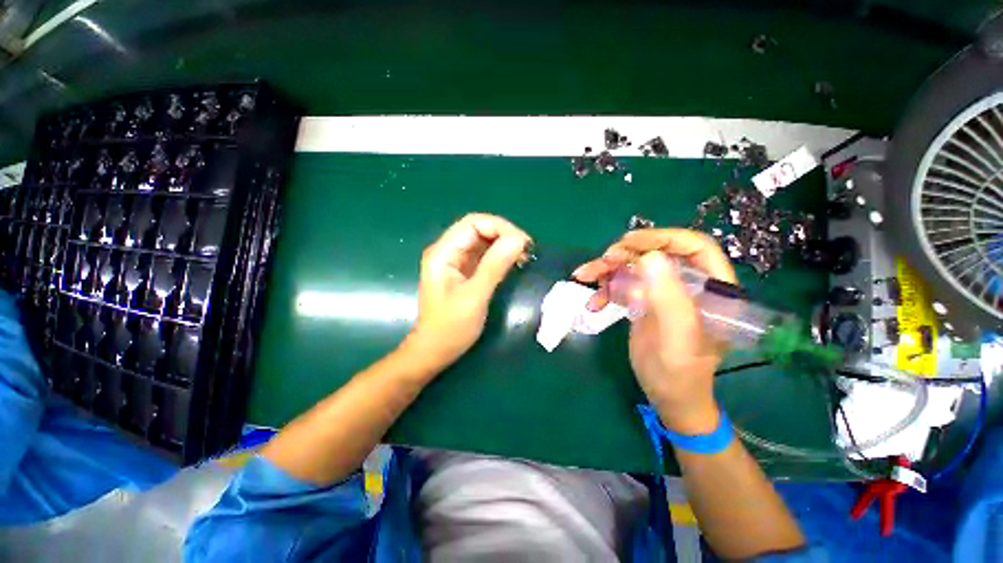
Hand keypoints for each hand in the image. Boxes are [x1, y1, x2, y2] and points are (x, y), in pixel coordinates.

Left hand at [408, 213, 531, 368]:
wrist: (435, 351)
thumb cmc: (451, 327)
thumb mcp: (474, 296)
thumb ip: (495, 266)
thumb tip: (518, 239)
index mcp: (443, 253)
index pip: (473, 223)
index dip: (499, 227)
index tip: (523, 243)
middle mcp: (448, 252)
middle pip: (478, 229)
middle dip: (504, 235)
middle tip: (527, 250)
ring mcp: (456, 262)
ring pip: (483, 241)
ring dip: (504, 245)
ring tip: (524, 256)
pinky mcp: (465, 272)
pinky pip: (485, 256)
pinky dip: (501, 256)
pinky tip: (514, 263)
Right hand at [573, 229, 736, 433]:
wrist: (667, 396)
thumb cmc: (680, 373)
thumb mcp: (677, 338)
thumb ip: (669, 298)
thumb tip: (649, 257)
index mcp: (711, 288)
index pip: (693, 246)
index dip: (663, 237)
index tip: (629, 242)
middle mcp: (687, 284)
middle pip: (657, 252)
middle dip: (627, 252)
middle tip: (603, 261)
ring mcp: (663, 291)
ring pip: (634, 265)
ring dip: (607, 269)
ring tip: (584, 276)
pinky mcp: (644, 300)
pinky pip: (622, 283)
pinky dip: (604, 288)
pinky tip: (593, 302)